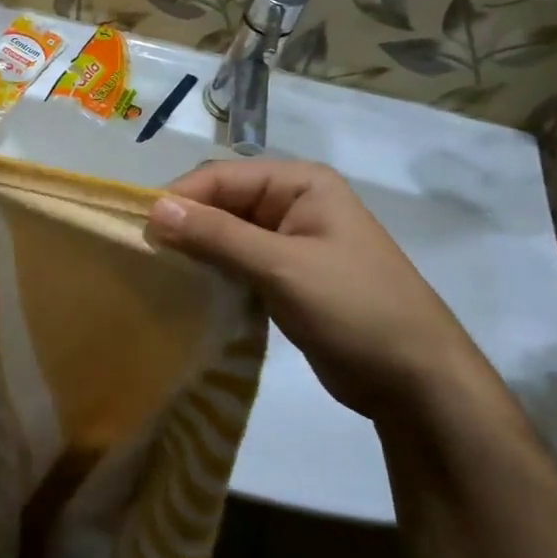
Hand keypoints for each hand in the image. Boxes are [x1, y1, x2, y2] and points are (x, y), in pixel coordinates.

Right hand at [147, 160, 492, 423]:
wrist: (417, 381)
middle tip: (145, 254)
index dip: (178, 198)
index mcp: (299, 183)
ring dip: (194, 248)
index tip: (139, 230)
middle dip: (184, 223)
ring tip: (158, 271)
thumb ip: (217, 236)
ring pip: (224, 232)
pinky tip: (187, 288)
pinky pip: (235, 260)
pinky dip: (211, 270)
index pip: (220, 176)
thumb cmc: (355, 309)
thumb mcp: (282, 268)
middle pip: (220, 201)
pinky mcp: (284, 275)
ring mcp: (289, 240)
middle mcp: (292, 202)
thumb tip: (153, 209)